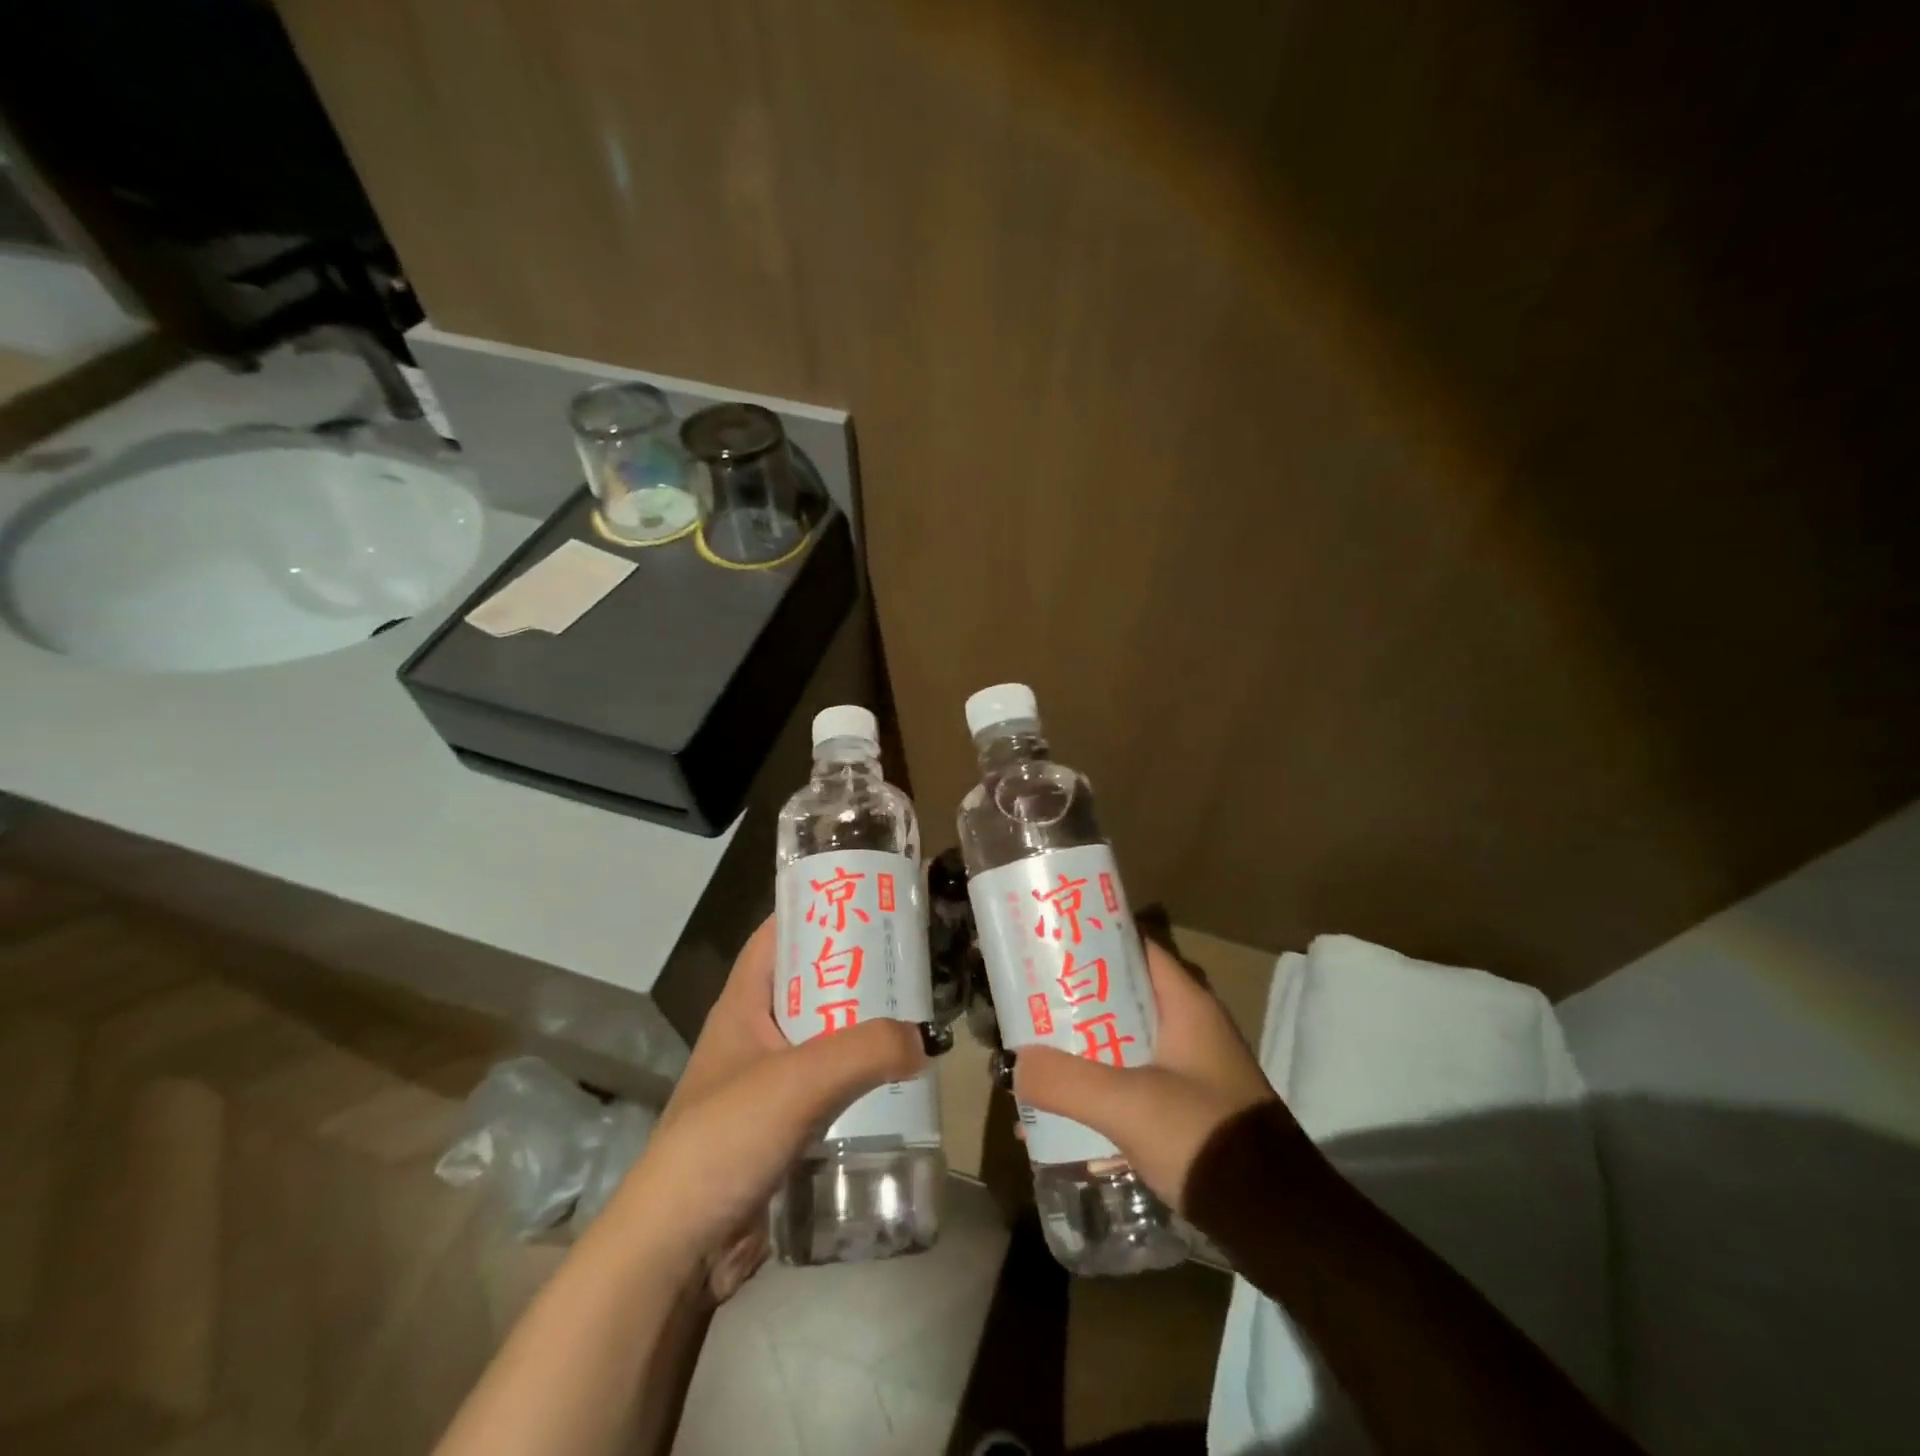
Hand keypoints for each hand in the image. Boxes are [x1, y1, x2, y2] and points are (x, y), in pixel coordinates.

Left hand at [605, 916, 928, 1298]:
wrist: (678, 1249)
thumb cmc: (725, 1139)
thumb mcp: (797, 1081)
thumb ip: (865, 1051)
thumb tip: (923, 1040)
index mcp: (744, 1004)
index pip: (779, 934)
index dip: (818, 908)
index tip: (871, 898)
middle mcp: (756, 1034)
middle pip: (813, 983)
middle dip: (858, 970)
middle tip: (913, 959)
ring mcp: (769, 1082)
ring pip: (827, 1037)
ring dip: (866, 1028)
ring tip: (919, 1014)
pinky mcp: (785, 1126)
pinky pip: (832, 1086)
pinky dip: (863, 1077)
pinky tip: (901, 1081)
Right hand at [1013, 938, 1286, 1213]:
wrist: (1277, 1224)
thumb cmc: (1205, 1137)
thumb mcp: (1129, 1105)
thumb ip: (1068, 1081)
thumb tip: (1017, 1064)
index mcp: (1185, 1004)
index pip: (1134, 949)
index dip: (1091, 942)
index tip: (1047, 947)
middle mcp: (1189, 1027)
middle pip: (1121, 998)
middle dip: (1073, 1006)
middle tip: (1028, 1009)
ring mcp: (1190, 1070)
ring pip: (1122, 1044)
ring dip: (1082, 1054)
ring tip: (1035, 1064)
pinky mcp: (1187, 1109)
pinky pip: (1131, 1084)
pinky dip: (1099, 1092)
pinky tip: (1063, 1118)